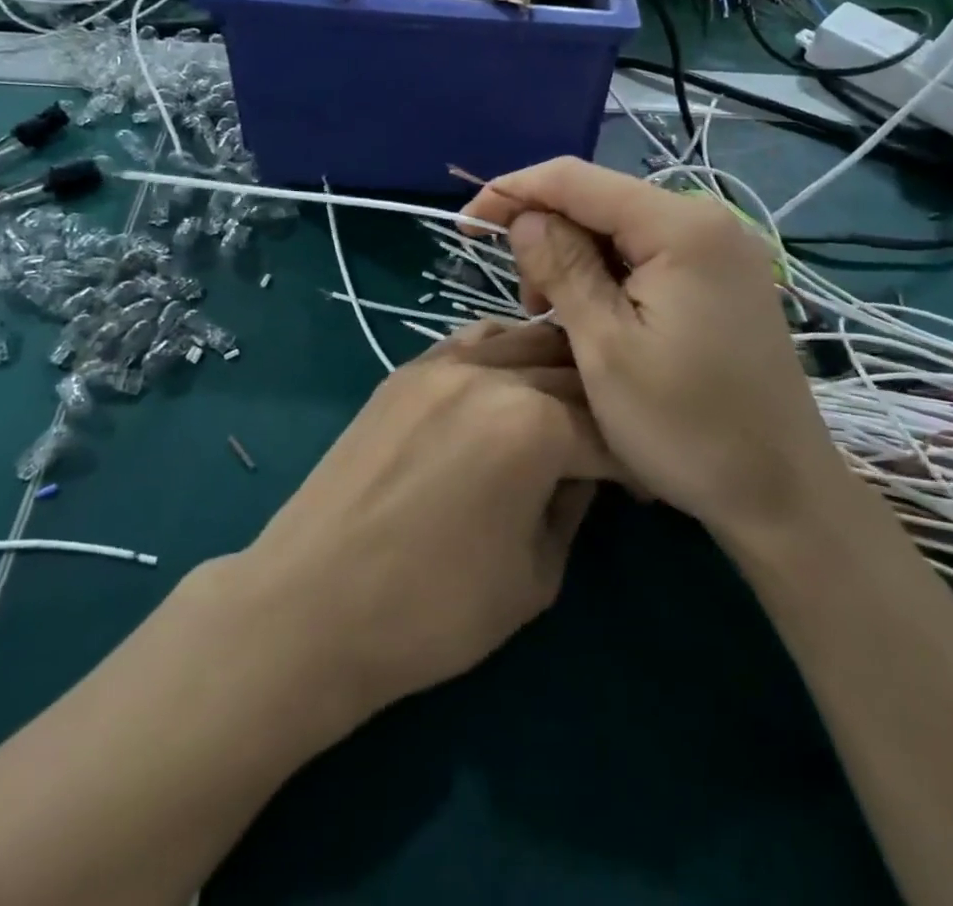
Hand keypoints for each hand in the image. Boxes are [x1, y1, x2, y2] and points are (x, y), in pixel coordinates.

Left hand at [236, 320, 614, 726]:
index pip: (609, 428)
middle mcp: (492, 375)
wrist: (310, 606)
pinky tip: (510, 383)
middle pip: (571, 374)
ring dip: (558, 369)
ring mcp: (443, 364)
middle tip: (610, 449)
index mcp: (534, 425)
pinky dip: (507, 352)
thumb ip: (573, 507)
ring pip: (525, 341)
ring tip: (566, 408)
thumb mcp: (536, 575)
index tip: (642, 489)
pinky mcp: (407, 370)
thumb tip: (585, 473)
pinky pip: (474, 340)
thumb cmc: (432, 611)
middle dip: (602, 410)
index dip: (636, 462)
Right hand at [462, 158, 829, 541]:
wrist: (782, 494)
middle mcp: (708, 220)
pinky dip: (610, 277)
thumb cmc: (686, 426)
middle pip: (601, 201)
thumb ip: (561, 267)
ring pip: (622, 229)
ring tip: (560, 318)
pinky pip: (650, 256)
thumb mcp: (605, 347)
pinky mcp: (726, 279)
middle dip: (549, 235)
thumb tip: (525, 216)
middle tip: (528, 302)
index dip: (513, 192)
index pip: (575, 179)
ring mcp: (723, 249)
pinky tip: (599, 317)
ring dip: (577, 261)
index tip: (466, 225)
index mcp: (680, 226)